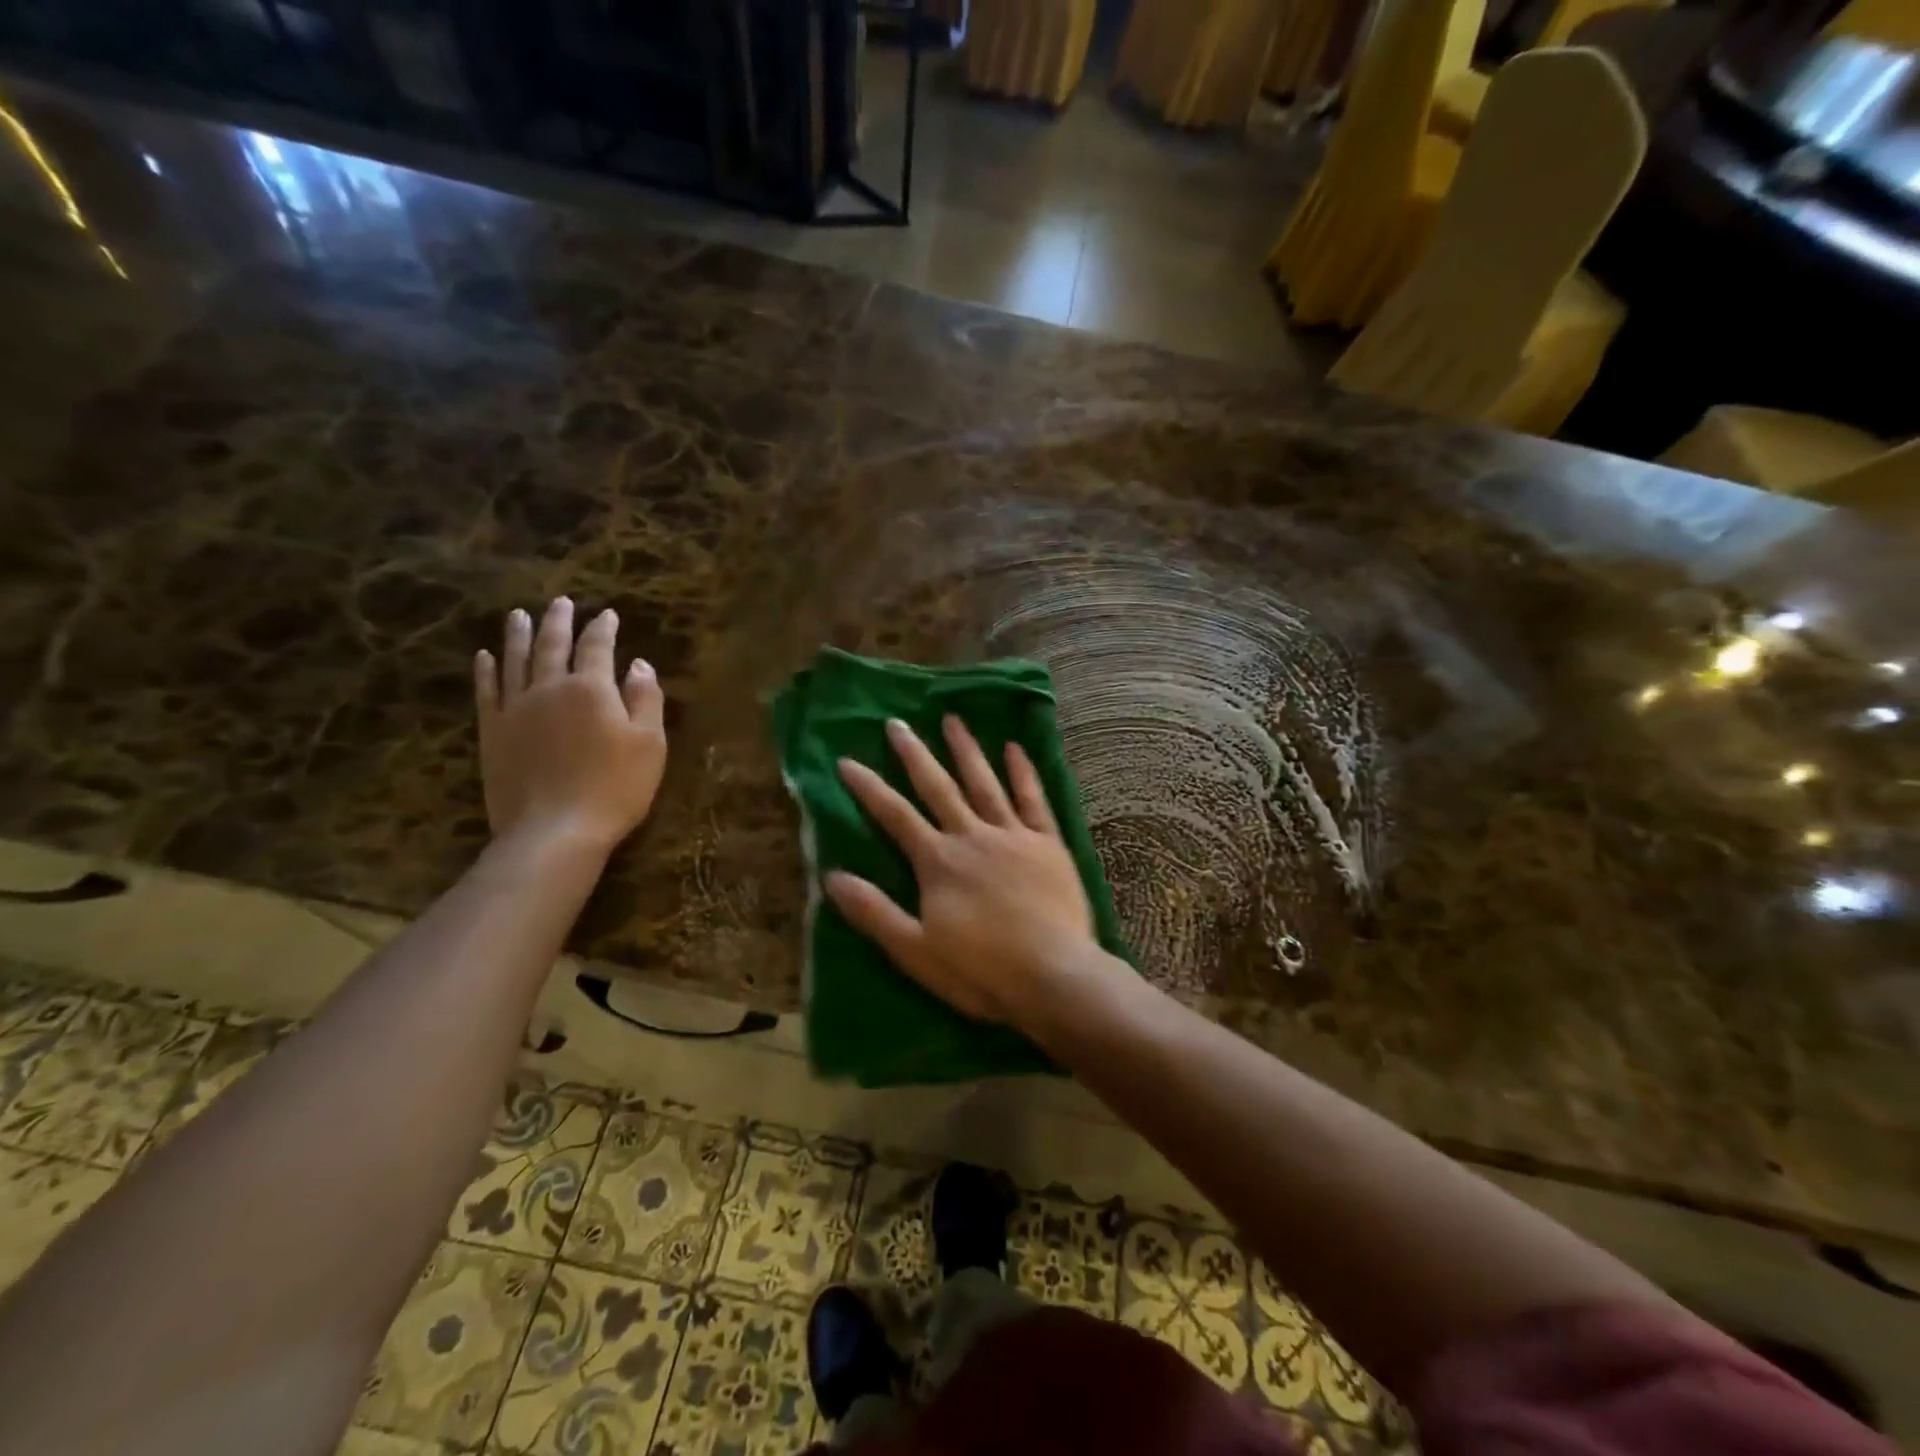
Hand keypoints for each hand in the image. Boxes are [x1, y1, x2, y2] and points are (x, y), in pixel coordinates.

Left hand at [474, 597, 667, 855]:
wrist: (555, 830)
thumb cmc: (615, 787)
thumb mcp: (650, 744)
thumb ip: (646, 699)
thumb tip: (639, 664)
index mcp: (592, 689)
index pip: (598, 647)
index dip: (604, 629)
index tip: (608, 615)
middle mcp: (550, 688)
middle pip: (553, 646)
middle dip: (560, 621)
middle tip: (562, 602)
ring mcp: (516, 709)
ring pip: (516, 661)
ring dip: (519, 635)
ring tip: (520, 615)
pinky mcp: (493, 732)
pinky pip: (487, 692)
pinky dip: (486, 671)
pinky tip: (485, 657)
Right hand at [824, 715, 1106, 1029]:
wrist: (1053, 977)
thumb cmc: (981, 971)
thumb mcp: (915, 951)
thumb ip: (874, 911)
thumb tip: (831, 876)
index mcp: (938, 861)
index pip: (894, 815)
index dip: (868, 788)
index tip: (847, 760)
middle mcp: (972, 836)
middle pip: (938, 787)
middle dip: (914, 754)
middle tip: (896, 723)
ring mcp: (1013, 835)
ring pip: (985, 782)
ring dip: (966, 750)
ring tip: (952, 719)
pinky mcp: (1048, 843)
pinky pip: (1034, 798)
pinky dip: (1023, 771)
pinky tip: (1015, 748)